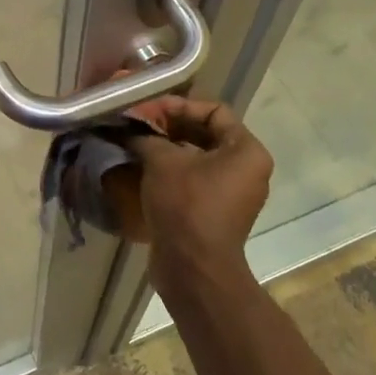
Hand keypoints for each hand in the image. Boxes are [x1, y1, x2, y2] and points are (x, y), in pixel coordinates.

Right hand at [116, 97, 272, 281]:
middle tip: (138, 125)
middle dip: (170, 126)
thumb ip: (146, 136)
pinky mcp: (216, 213)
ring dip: (167, 149)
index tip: (148, 110)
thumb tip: (129, 128)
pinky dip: (171, 172)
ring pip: (198, 158)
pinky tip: (142, 169)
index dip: (179, 105)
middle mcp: (247, 170)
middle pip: (206, 134)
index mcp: (246, 151)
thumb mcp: (162, 161)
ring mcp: (233, 194)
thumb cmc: (186, 205)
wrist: (193, 268)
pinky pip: (194, 180)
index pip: (214, 111)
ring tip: (136, 144)